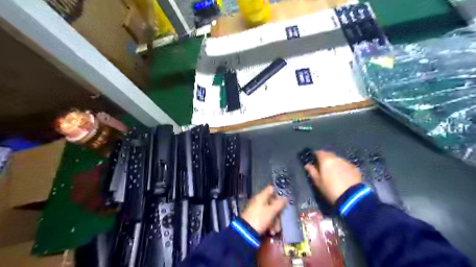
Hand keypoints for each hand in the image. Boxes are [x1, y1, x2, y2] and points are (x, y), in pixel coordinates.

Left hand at [242, 185, 285, 233]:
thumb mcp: (271, 211)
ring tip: (275, 230)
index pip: (271, 189)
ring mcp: (258, 210)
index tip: (286, 198)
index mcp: (261, 197)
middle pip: (273, 203)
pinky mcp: (257, 219)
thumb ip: (279, 204)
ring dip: (275, 222)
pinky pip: (267, 219)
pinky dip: (270, 225)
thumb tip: (286, 197)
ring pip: (271, 213)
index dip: (279, 192)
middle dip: (278, 214)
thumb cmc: (259, 219)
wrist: (246, 233)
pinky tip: (271, 232)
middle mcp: (259, 202)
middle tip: (281, 221)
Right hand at [305, 151, 360, 203]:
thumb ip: (312, 172)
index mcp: (326, 160)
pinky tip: (342, 176)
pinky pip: (345, 165)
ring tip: (333, 172)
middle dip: (325, 159)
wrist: (352, 197)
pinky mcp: (354, 168)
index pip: (319, 153)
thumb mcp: (318, 182)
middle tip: (322, 168)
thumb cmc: (330, 189)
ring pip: (338, 160)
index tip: (314, 161)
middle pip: (329, 155)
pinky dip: (342, 168)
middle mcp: (336, 158)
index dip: (315, 156)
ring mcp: (346, 163)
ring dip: (334, 164)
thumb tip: (307, 165)